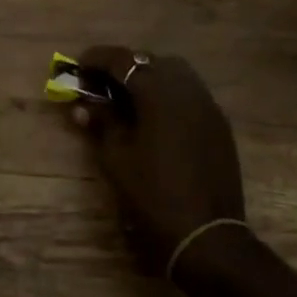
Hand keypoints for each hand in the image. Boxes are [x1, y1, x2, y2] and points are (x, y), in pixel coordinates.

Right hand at [69, 47, 245, 274]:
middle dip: (123, 67)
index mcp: (157, 91)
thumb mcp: (117, 157)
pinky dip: (168, 94)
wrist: (208, 237)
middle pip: (149, 61)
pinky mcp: (219, 124)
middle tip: (100, 83)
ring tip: (127, 98)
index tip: (77, 67)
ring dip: (148, 78)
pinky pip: (189, 93)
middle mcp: (185, 88)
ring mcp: (206, 104)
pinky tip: (155, 116)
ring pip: (173, 73)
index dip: (96, 59)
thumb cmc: (154, 195)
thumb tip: (81, 104)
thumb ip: (101, 121)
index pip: (121, 60)